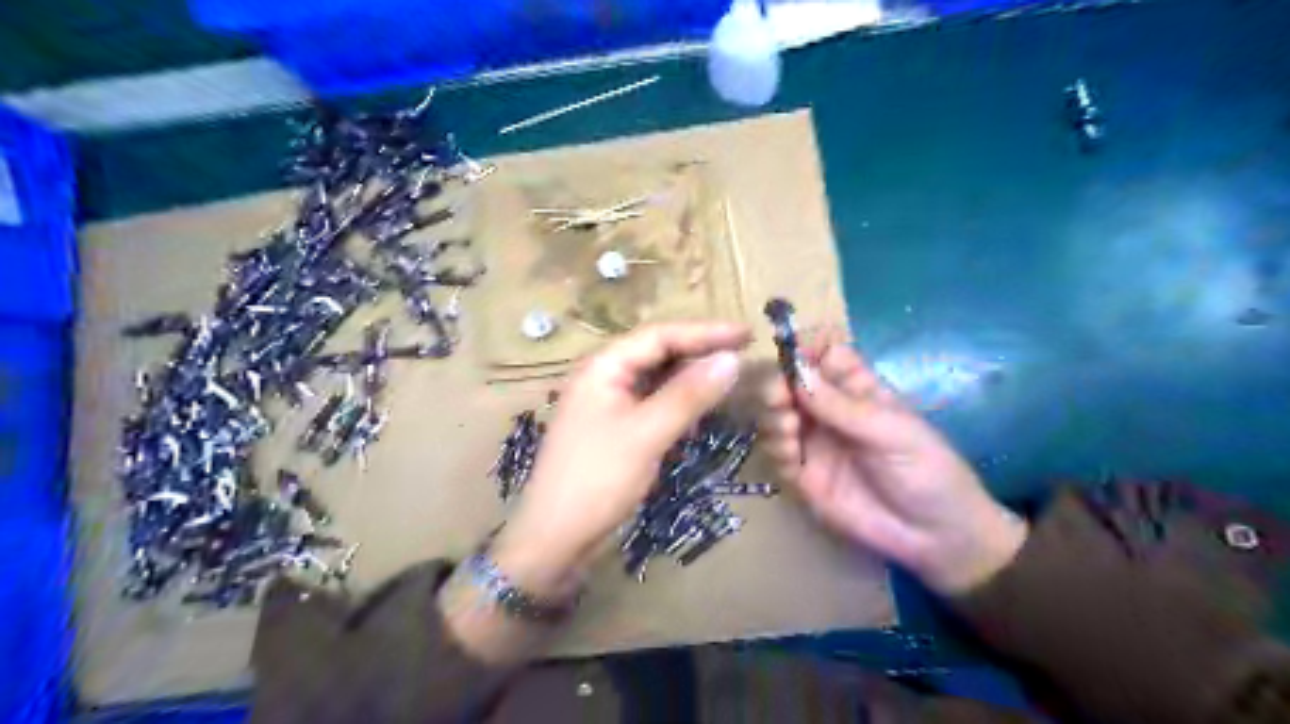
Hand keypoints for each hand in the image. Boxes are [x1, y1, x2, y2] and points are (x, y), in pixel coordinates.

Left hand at [495, 323, 757, 598]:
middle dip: (700, 351)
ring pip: (656, 378)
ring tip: (729, 375)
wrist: (555, 538)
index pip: (660, 335)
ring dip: (691, 376)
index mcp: (603, 366)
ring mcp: (608, 403)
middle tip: (744, 353)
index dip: (705, 332)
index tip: (747, 334)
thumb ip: (688, 395)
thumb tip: (731, 359)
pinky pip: (652, 403)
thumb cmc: (597, 479)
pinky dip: (678, 402)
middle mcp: (604, 376)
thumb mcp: (646, 434)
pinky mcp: (615, 428)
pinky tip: (700, 407)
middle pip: (658, 352)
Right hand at [757, 330, 1024, 596]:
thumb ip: (841, 406)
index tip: (790, 354)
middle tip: (780, 400)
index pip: (822, 352)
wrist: (935, 537)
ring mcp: (814, 441)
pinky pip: (776, 453)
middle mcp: (828, 410)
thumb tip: (797, 372)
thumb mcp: (891, 432)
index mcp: (856, 388)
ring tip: (790, 431)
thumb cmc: (927, 471)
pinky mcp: (803, 475)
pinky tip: (792, 458)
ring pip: (775, 415)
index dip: (804, 347)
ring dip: (773, 417)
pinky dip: (776, 449)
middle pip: (789, 382)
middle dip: (776, 385)